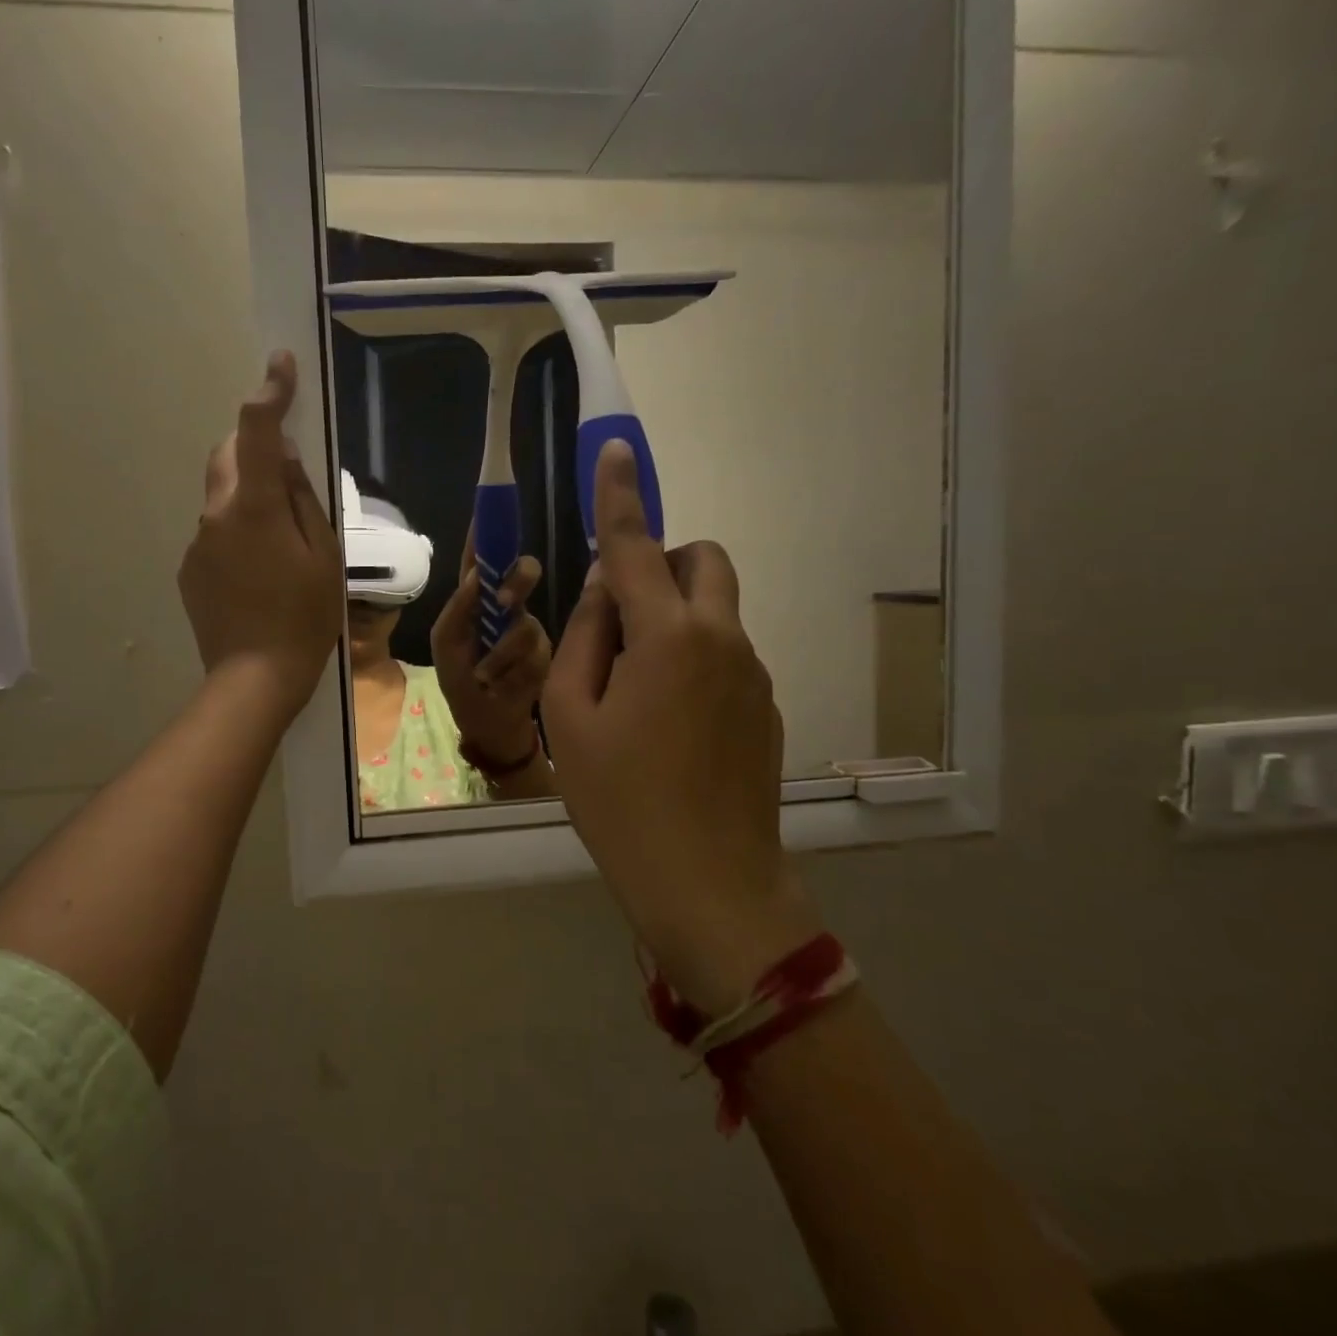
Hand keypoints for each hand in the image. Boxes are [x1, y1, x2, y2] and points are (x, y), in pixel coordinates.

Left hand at [178, 353, 343, 727]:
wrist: (254, 677)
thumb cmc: (304, 618)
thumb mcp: (323, 556)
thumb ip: (304, 500)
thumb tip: (288, 458)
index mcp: (255, 507)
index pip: (256, 431)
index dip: (270, 392)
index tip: (280, 363)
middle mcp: (216, 514)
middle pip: (226, 456)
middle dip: (252, 449)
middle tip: (286, 475)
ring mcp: (197, 543)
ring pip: (222, 498)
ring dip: (247, 499)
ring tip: (278, 546)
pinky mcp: (189, 569)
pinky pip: (214, 533)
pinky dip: (235, 534)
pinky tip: (257, 575)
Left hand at [431, 534, 552, 766]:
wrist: (489, 724)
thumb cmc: (460, 681)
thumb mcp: (446, 646)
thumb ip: (456, 611)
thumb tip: (475, 577)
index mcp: (475, 599)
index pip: (481, 557)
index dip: (487, 531)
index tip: (492, 504)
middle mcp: (506, 605)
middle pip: (521, 572)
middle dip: (517, 581)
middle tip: (505, 601)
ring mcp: (528, 627)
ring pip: (526, 621)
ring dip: (501, 654)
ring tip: (487, 676)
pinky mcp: (546, 652)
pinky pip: (535, 651)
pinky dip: (514, 671)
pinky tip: (505, 685)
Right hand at [543, 441, 820, 1013]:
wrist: (708, 885)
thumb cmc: (619, 801)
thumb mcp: (570, 716)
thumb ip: (585, 636)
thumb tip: (606, 587)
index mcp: (668, 636)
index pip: (638, 546)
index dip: (620, 496)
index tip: (614, 450)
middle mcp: (722, 639)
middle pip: (704, 561)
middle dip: (664, 564)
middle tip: (619, 616)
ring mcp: (754, 673)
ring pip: (715, 610)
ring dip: (674, 617)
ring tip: (634, 691)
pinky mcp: (766, 706)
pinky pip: (727, 653)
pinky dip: (694, 657)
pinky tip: (667, 725)